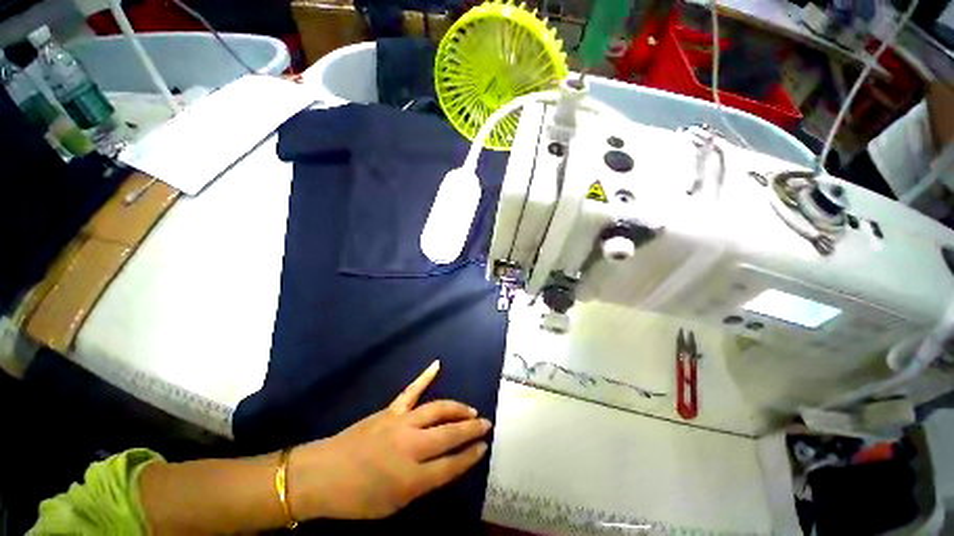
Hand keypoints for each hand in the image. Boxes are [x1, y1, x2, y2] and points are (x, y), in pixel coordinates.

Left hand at [288, 360, 491, 519]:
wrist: (322, 475)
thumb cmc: (357, 498)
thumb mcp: (393, 505)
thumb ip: (421, 484)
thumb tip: (442, 464)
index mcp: (411, 478)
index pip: (451, 465)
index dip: (470, 455)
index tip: (483, 447)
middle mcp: (411, 447)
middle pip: (449, 434)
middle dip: (471, 429)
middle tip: (486, 424)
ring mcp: (401, 423)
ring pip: (437, 410)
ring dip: (457, 408)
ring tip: (471, 410)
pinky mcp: (391, 410)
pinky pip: (412, 390)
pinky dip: (425, 376)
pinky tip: (437, 364)